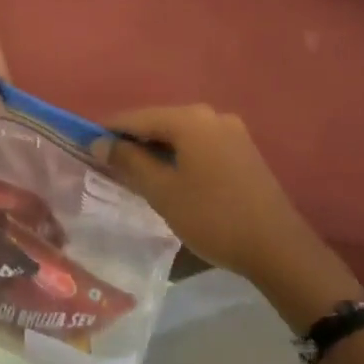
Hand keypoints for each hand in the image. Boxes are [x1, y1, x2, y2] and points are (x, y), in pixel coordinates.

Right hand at [100, 105, 363, 322]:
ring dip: (156, 151)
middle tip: (109, 166)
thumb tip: (100, 143)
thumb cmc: (212, 217)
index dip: (109, 132)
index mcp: (189, 120)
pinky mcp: (243, 151)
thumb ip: (129, 162)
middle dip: (133, 142)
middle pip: (159, 122)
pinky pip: (199, 145)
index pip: (136, 117)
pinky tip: (170, 178)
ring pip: (180, 135)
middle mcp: (211, 115)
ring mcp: (231, 132)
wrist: (277, 247)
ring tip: (136, 175)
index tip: (86, 148)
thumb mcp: (162, 192)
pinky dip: (179, 156)